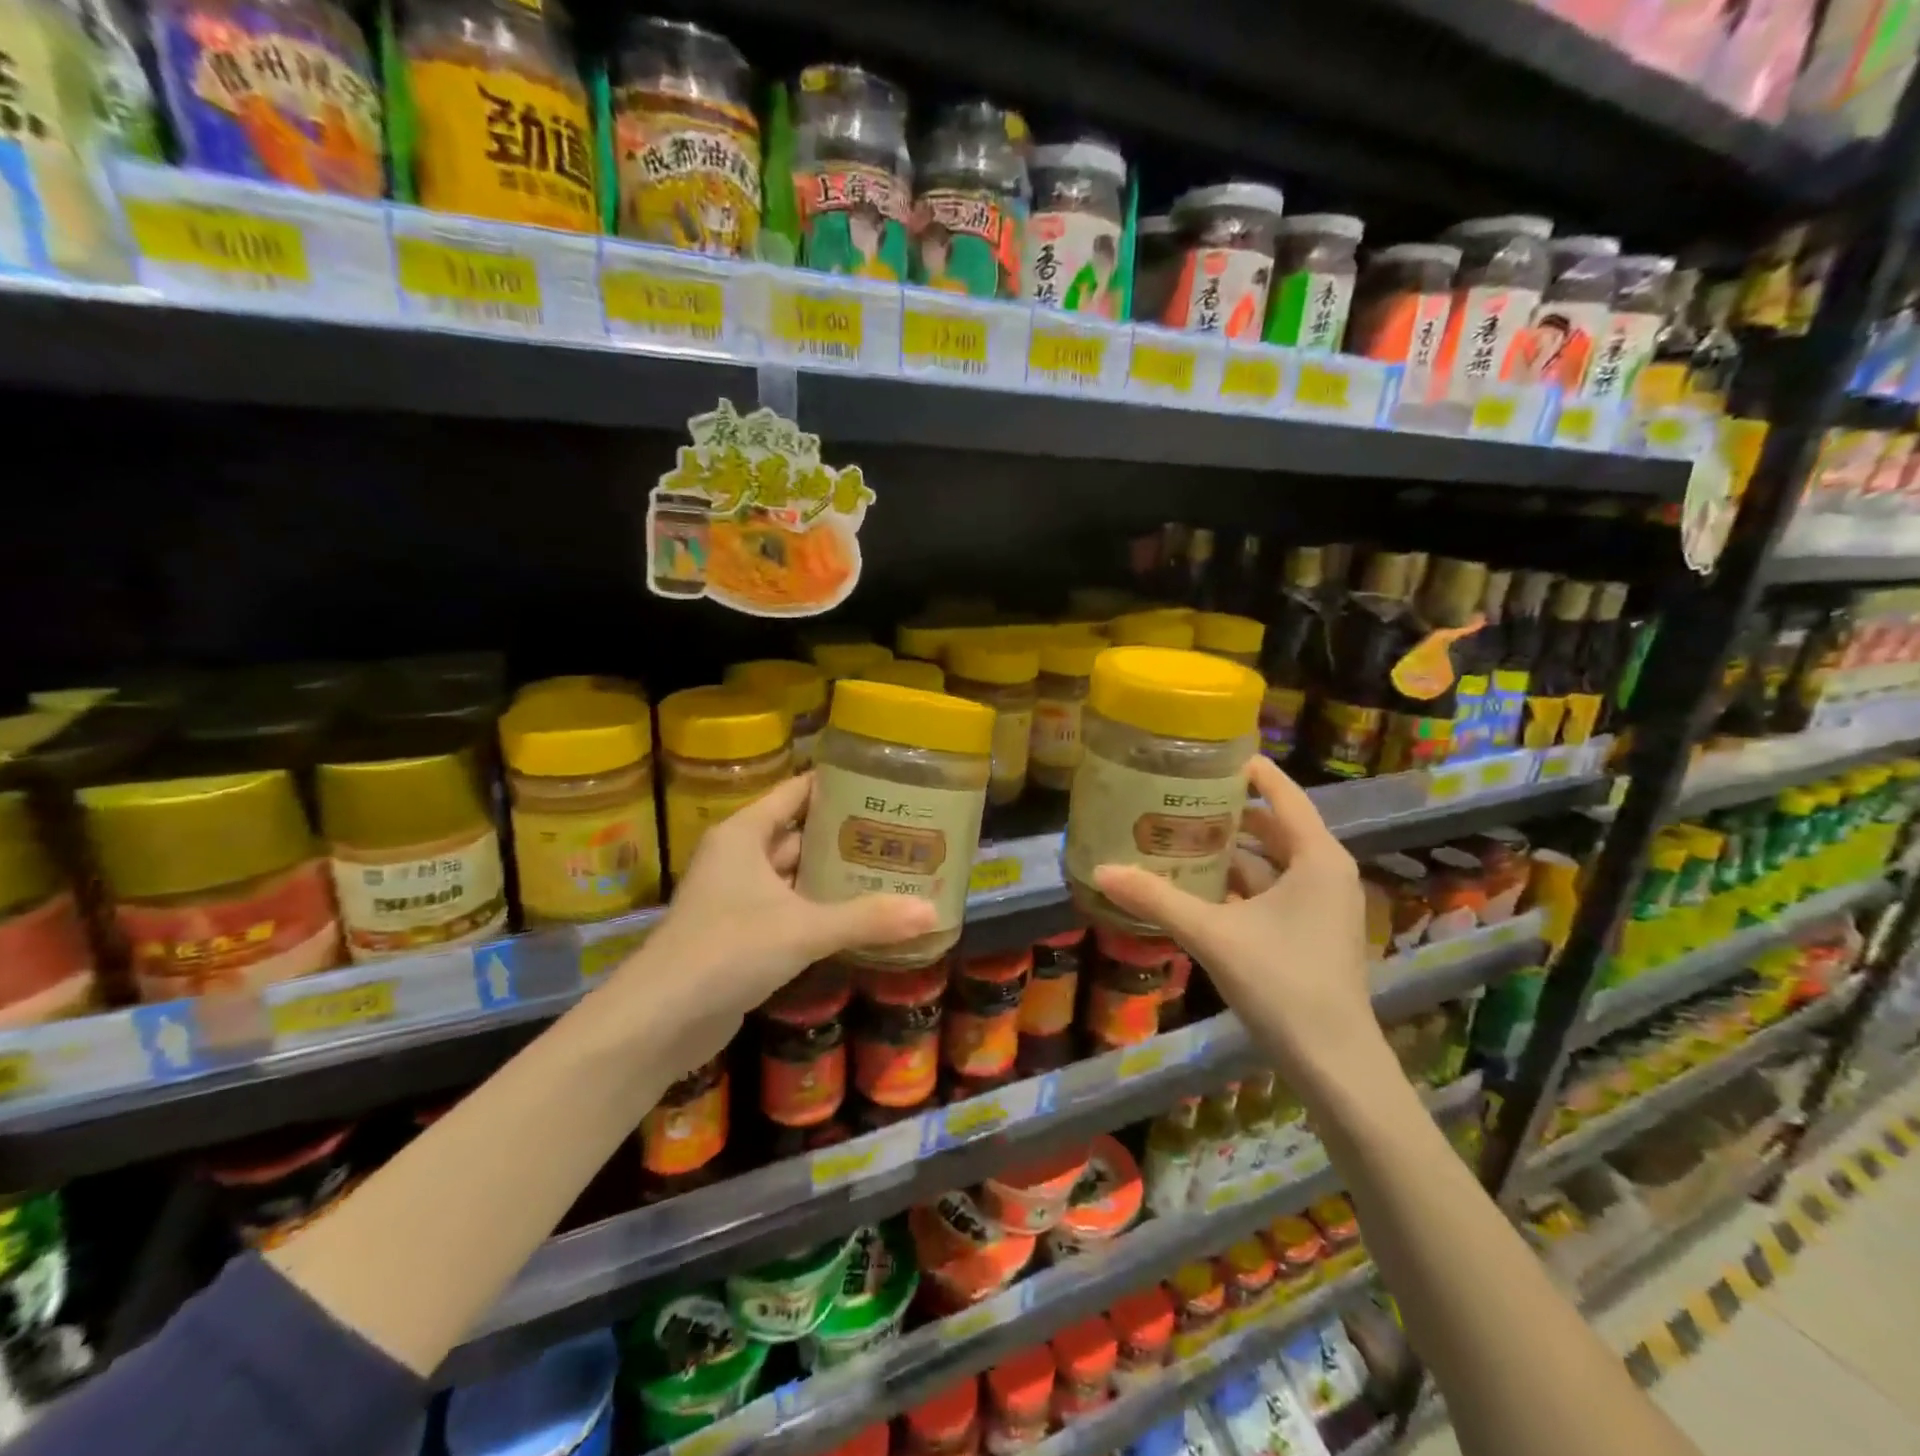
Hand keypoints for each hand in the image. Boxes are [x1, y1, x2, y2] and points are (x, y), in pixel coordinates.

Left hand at [606, 773, 935, 1077]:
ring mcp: (738, 897)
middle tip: (900, 834)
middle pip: (800, 833)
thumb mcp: (803, 929)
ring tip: (890, 871)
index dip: (836, 786)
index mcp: (745, 834)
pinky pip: (789, 909)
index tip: (883, 786)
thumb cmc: (727, 950)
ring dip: (834, 876)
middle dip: (846, 836)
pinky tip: (860, 916)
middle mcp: (740, 857)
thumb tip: (933, 912)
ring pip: (796, 875)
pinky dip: (820, 910)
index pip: (796, 792)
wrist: (660, 1020)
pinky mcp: (741, 934)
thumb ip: (867, 919)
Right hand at [1091, 756, 1379, 1094]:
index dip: (1248, 770)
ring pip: (1269, 863)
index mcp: (1316, 857)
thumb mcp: (1213, 935)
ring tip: (1178, 837)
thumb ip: (1157, 899)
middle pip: (1272, 827)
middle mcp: (1324, 872)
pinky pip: (1270, 893)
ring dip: (1228, 853)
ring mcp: (1320, 905)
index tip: (1206, 753)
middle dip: (1227, 813)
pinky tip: (1196, 889)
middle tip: (1177, 798)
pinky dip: (1237, 886)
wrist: (1334, 1064)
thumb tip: (1100, 870)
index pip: (1281, 793)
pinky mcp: (1310, 933)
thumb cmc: (1283, 983)